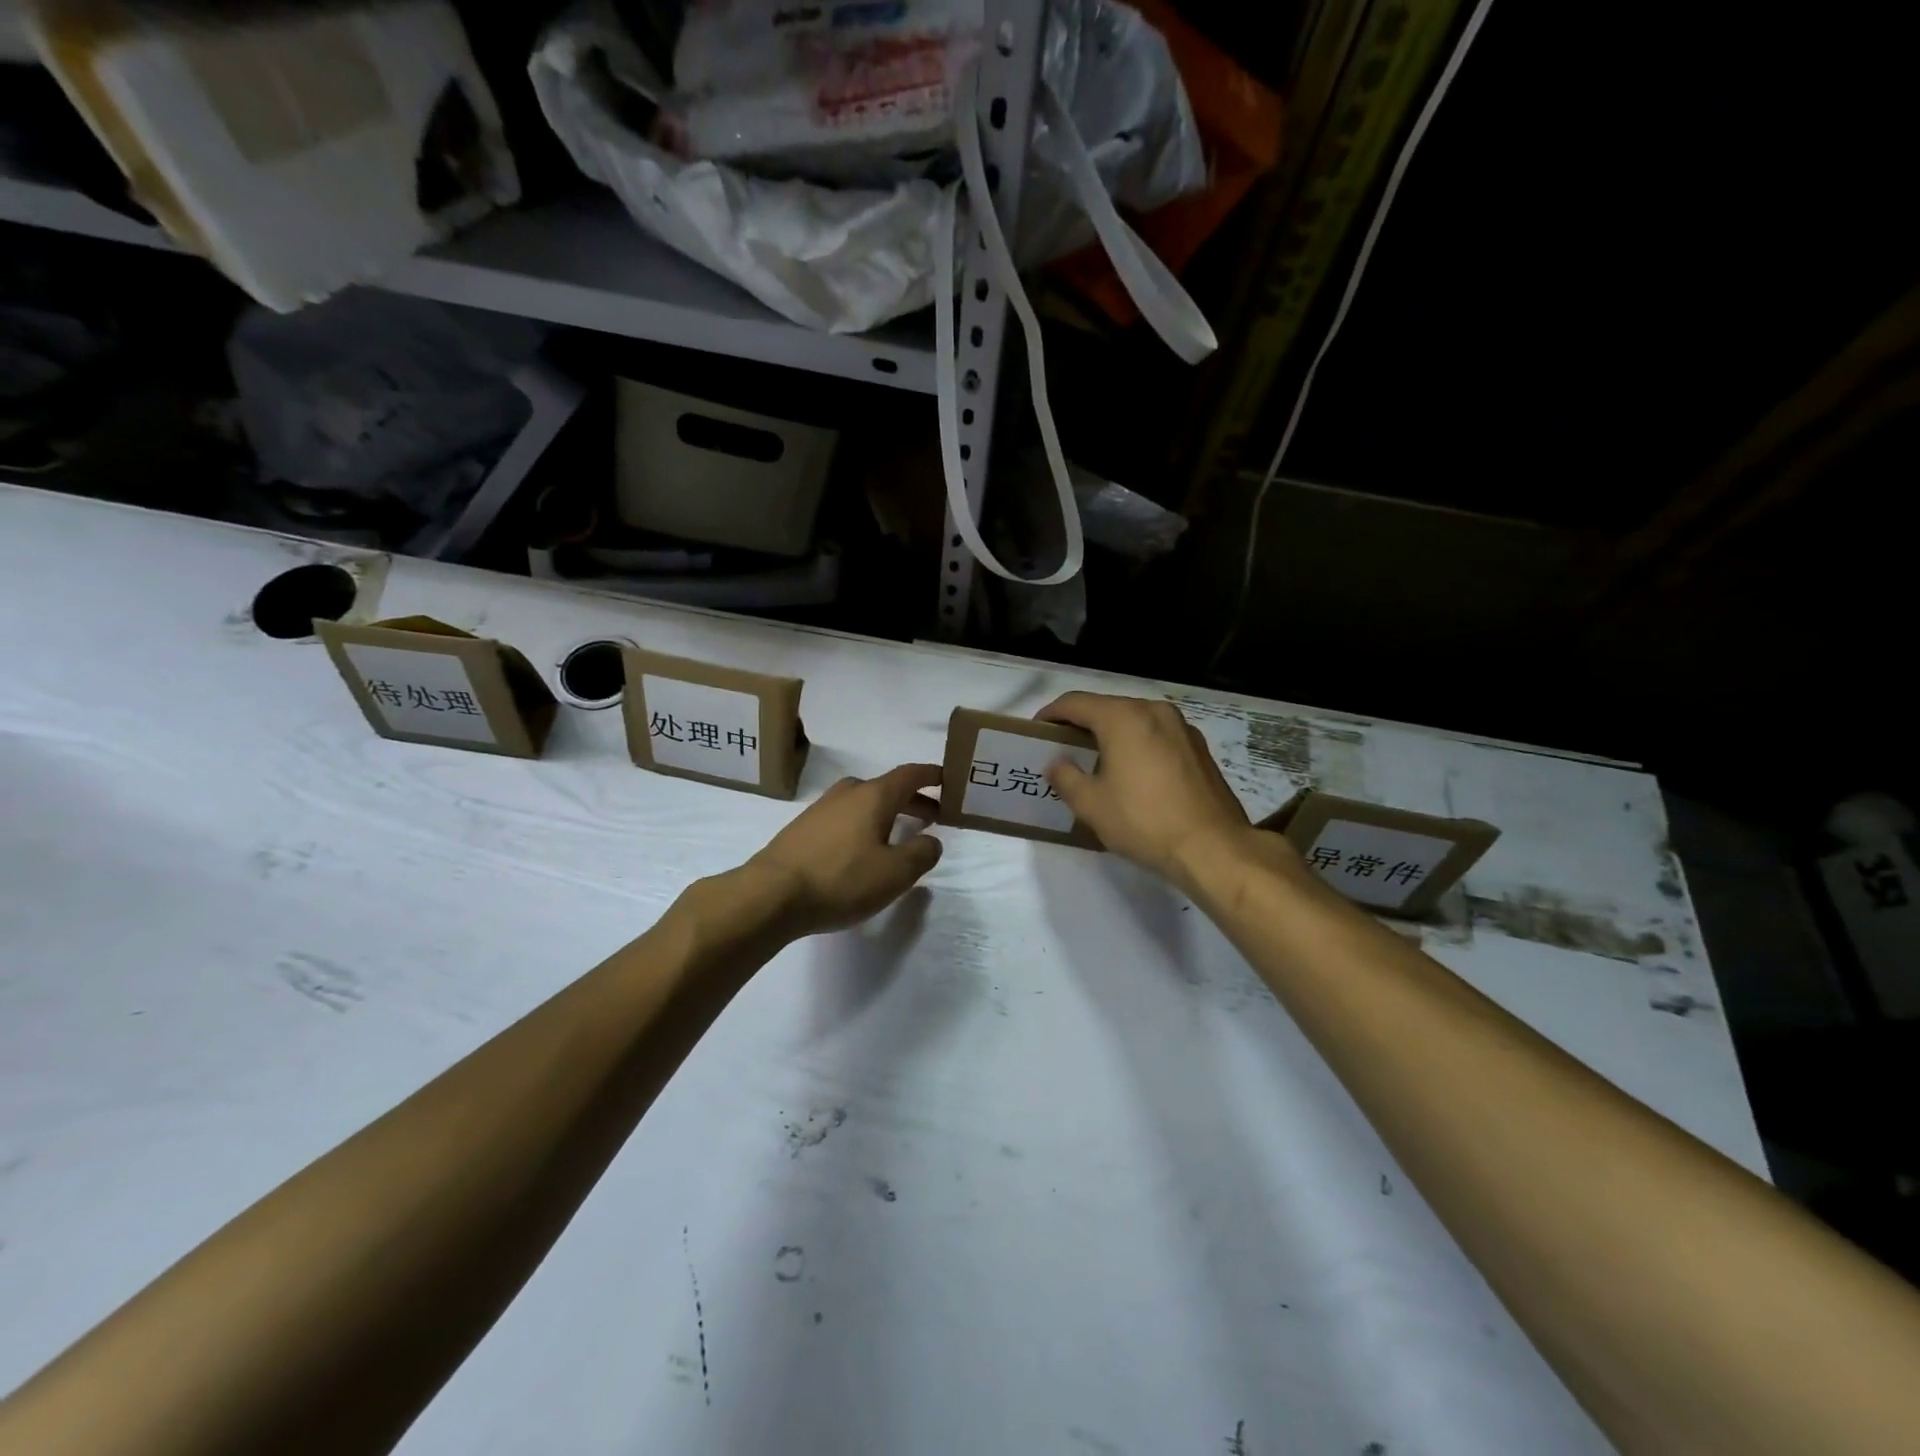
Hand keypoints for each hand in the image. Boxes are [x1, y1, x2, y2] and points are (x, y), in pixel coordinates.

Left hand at [747, 764, 944, 936]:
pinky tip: (861, 851)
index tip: (948, 780)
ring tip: (897, 836)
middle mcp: (847, 794)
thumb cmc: (841, 879)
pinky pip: (843, 818)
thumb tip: (931, 841)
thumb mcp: (895, 873)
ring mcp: (820, 809)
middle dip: (912, 800)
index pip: (910, 775)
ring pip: (862, 803)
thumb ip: (921, 853)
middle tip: (932, 817)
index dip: (931, 776)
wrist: (771, 895)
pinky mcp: (802, 829)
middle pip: (886, 788)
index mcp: (873, 796)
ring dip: (886, 813)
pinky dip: (862, 825)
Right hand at [1037, 693, 1255, 886]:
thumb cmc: (1143, 821)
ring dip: (1111, 733)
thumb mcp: (1091, 804)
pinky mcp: (1198, 747)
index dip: (1051, 714)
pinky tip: (1132, 771)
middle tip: (1063, 747)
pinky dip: (1137, 743)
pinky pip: (1156, 735)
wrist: (1212, 847)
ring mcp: (1181, 727)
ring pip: (1135, 720)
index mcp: (1123, 717)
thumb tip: (1056, 763)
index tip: (1037, 731)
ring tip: (1096, 759)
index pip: (1075, 703)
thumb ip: (1065, 777)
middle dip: (1081, 724)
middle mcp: (1154, 710)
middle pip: (1107, 707)